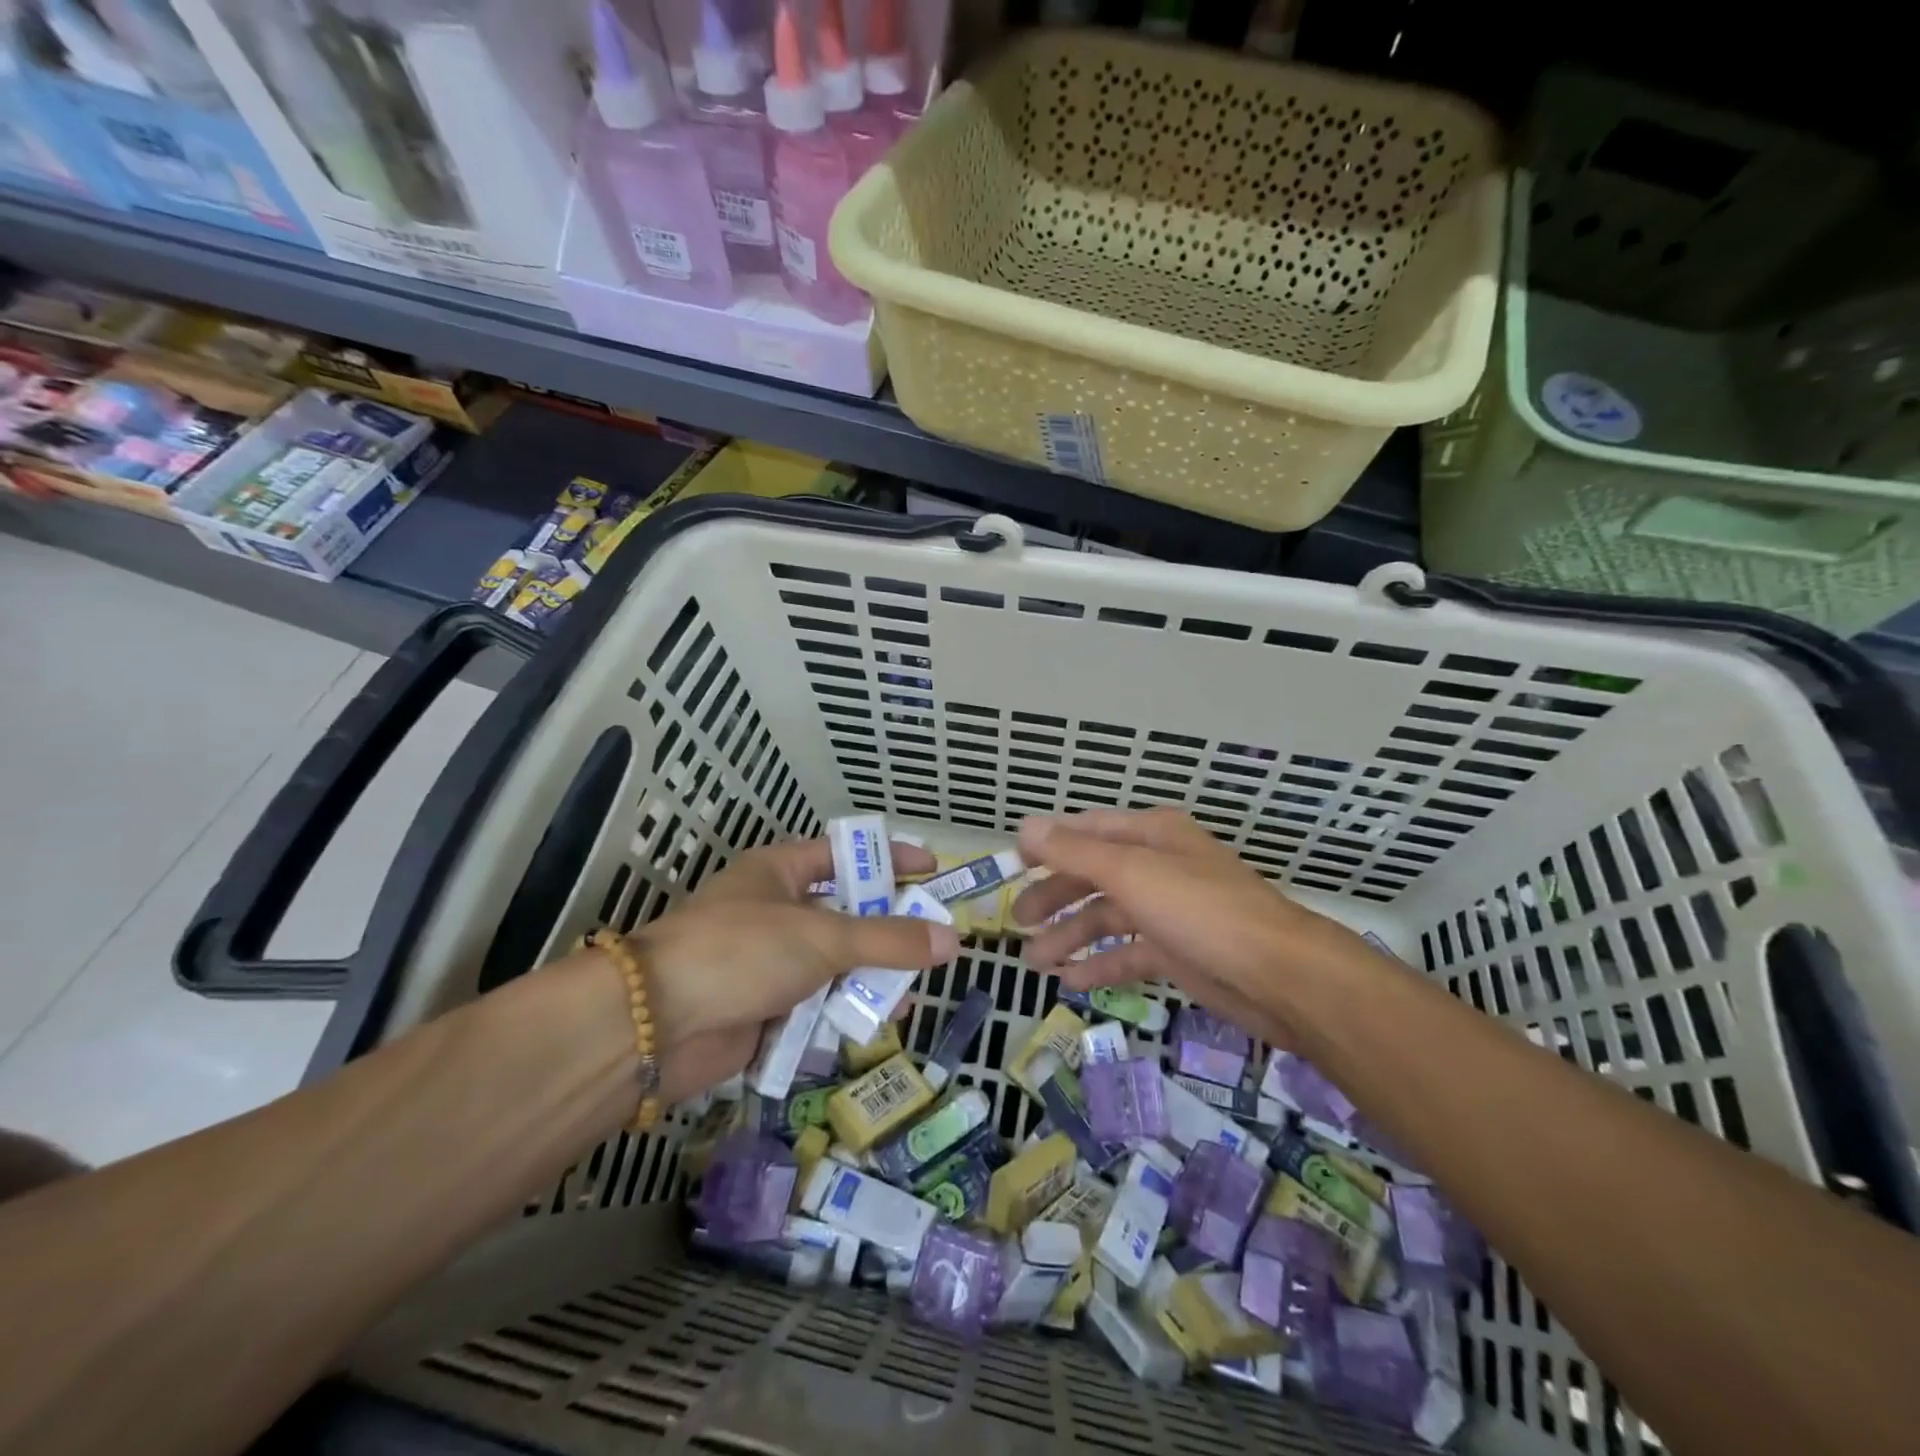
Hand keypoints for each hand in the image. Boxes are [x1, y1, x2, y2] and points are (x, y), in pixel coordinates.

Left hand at [634, 838, 957, 1101]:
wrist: (656, 1025)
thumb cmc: (741, 952)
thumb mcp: (824, 937)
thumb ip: (889, 940)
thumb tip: (952, 940)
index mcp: (779, 872)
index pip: (844, 854)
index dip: (888, 859)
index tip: (932, 870)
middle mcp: (774, 911)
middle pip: (844, 915)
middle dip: (886, 932)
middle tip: (931, 945)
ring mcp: (767, 961)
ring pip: (833, 965)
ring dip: (868, 980)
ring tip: (908, 998)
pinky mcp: (762, 1008)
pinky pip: (815, 1005)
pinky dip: (841, 1014)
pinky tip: (872, 1027)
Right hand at [1011, 808, 1344, 1042]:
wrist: (1280, 976)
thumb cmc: (1201, 910)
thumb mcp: (1132, 873)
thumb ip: (1075, 851)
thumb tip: (1026, 825)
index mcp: (1151, 834)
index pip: (1088, 830)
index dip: (1048, 843)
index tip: (1012, 864)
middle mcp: (1158, 865)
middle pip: (1093, 875)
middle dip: (1054, 897)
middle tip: (1018, 922)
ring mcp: (1169, 910)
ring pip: (1107, 917)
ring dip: (1070, 936)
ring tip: (1034, 962)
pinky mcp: (1177, 951)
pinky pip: (1127, 952)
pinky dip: (1099, 963)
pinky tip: (1070, 982)